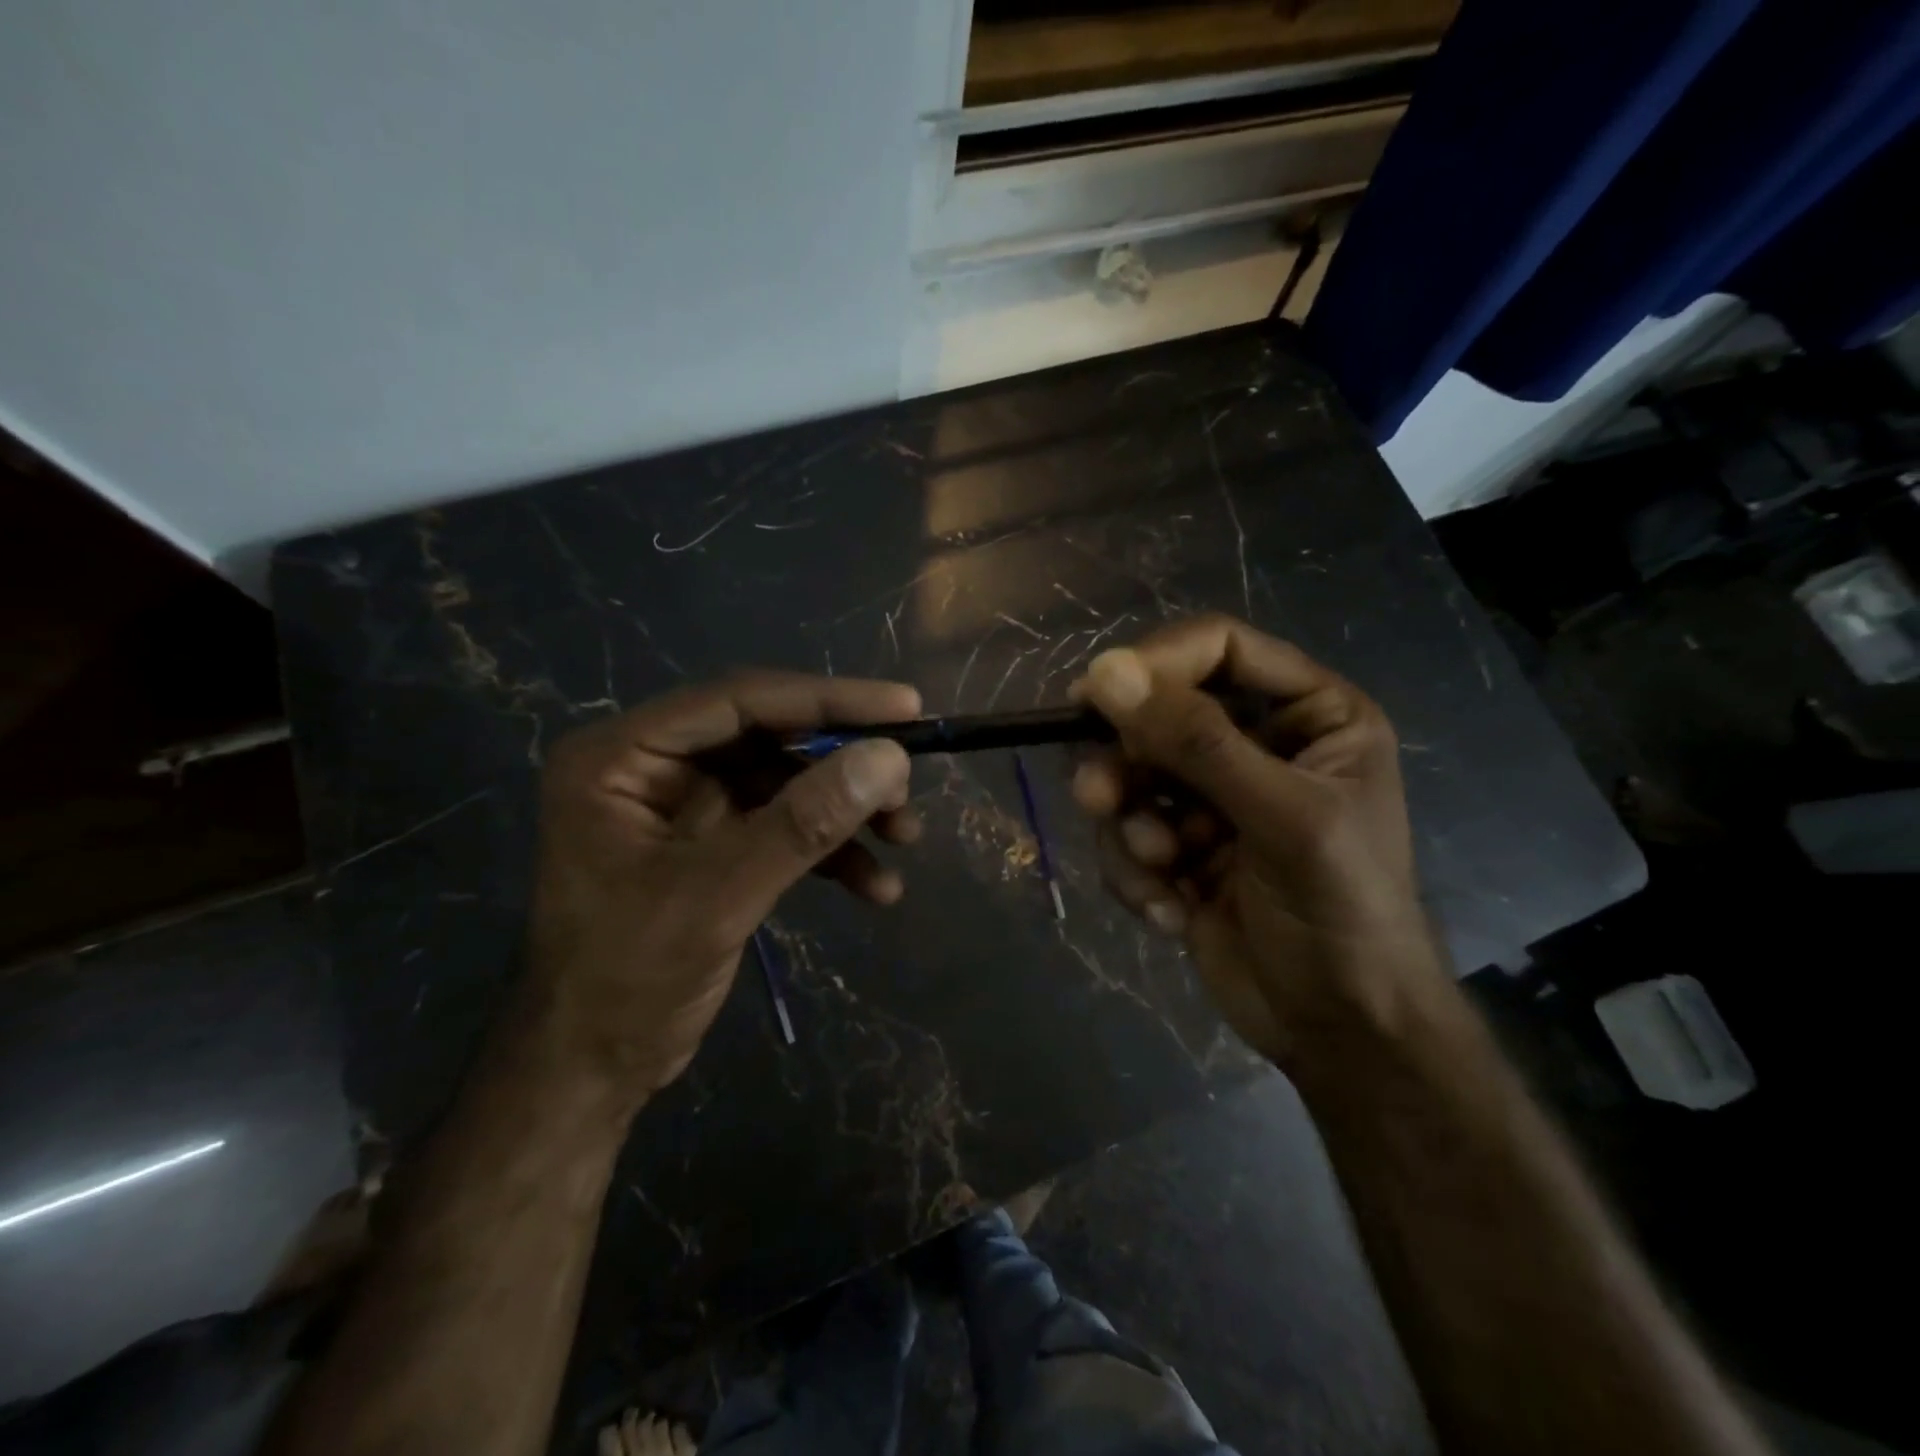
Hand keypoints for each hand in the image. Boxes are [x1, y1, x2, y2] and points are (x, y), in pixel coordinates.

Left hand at [523, 672, 921, 1107]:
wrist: (591, 1072)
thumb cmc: (628, 981)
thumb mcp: (720, 896)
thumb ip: (804, 823)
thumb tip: (890, 758)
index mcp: (623, 756)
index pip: (738, 701)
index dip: (826, 700)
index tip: (905, 706)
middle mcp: (654, 766)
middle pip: (769, 738)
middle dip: (843, 764)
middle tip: (907, 785)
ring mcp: (685, 807)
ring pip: (786, 782)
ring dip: (847, 810)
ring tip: (905, 836)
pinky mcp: (713, 845)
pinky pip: (783, 828)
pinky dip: (831, 851)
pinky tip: (876, 886)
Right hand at [1068, 615, 1443, 1067]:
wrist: (1341, 1031)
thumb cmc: (1341, 910)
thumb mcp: (1281, 817)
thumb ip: (1196, 742)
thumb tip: (1105, 670)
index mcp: (1308, 714)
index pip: (1218, 649)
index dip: (1157, 663)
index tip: (1094, 694)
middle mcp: (1257, 744)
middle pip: (1160, 714)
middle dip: (1127, 763)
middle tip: (1099, 798)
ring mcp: (1212, 798)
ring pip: (1131, 776)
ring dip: (1131, 826)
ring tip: (1157, 867)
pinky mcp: (1178, 847)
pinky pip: (1126, 832)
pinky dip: (1136, 871)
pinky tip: (1172, 911)